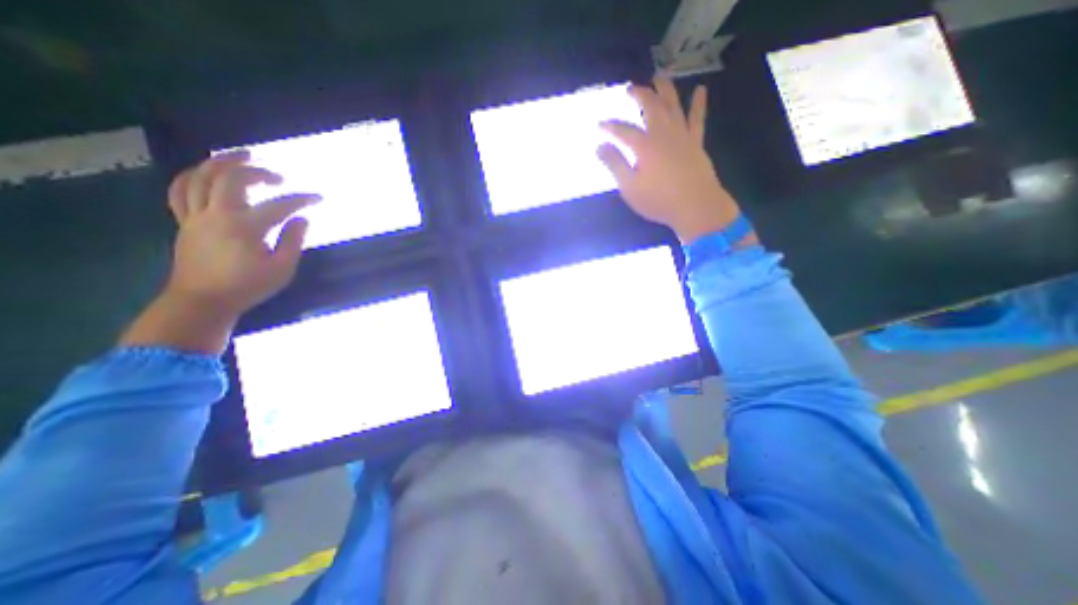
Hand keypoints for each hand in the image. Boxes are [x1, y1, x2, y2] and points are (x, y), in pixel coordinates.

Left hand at [120, 148, 315, 353]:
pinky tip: (207, 173)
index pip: (279, 206)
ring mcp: (196, 216)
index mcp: (245, 227)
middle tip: (277, 176)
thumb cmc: (248, 286)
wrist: (203, 300)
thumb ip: (293, 241)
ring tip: (240, 156)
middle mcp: (217, 215)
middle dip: (257, 171)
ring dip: (220, 162)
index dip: (301, 199)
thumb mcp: (282, 269)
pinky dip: (194, 176)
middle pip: (231, 179)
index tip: (318, 198)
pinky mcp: (184, 222)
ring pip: (200, 177)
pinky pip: (181, 190)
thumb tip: (301, 219)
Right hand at [598, 74, 751, 241]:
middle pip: (650, 107)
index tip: (600, 125)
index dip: (610, 126)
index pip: (623, 130)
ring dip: (665, 89)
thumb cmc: (658, 200)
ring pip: (673, 106)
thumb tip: (599, 146)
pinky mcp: (696, 143)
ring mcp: (682, 136)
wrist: (695, 206)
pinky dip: (698, 104)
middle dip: (639, 95)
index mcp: (644, 145)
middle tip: (630, 88)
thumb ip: (615, 165)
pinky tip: (700, 90)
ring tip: (660, 76)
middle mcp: (663, 133)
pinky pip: (697, 119)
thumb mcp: (629, 187)